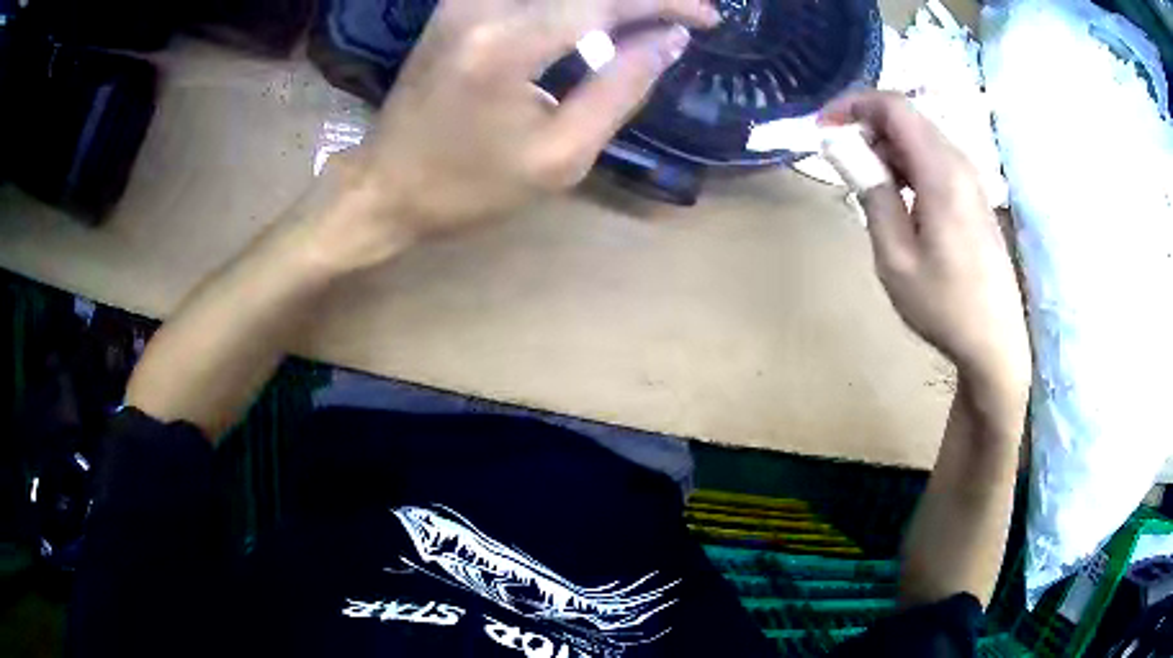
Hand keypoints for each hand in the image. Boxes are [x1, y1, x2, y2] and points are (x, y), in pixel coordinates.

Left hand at [315, 0, 719, 270]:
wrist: (386, 185)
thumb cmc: (469, 187)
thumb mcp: (560, 157)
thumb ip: (621, 88)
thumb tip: (670, 40)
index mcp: (507, 45)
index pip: (606, 0)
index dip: (667, 2)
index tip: (707, 18)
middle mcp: (483, 5)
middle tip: (686, 14)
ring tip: (648, 18)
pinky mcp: (457, 3)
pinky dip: (575, 1)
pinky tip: (599, 16)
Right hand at [823, 92, 1031, 405]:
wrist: (995, 342)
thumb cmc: (944, 305)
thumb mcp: (895, 257)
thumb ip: (871, 195)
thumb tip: (844, 149)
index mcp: (941, 172)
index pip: (894, 106)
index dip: (853, 105)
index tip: (823, 128)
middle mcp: (959, 164)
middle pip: (908, 116)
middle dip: (867, 125)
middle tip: (841, 159)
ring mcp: (971, 179)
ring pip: (922, 137)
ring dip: (887, 145)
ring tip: (866, 181)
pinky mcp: (975, 196)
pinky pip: (936, 159)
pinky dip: (908, 162)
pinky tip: (899, 196)